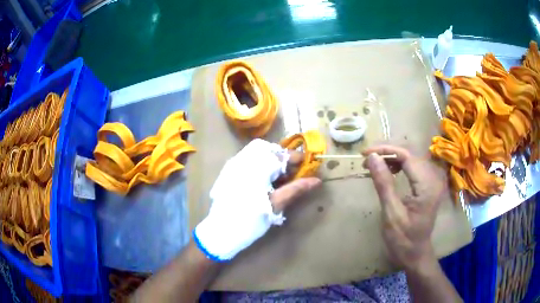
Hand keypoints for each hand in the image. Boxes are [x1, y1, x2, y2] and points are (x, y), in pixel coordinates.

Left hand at [194, 139, 320, 261]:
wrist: (221, 232)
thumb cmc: (250, 219)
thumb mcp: (276, 204)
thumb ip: (295, 189)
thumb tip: (316, 180)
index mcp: (256, 167)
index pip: (281, 154)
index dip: (296, 158)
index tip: (307, 165)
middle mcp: (243, 160)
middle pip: (268, 149)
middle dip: (282, 158)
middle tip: (291, 172)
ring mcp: (234, 165)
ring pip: (257, 153)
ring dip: (271, 161)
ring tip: (279, 178)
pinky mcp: (229, 172)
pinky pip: (247, 160)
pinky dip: (260, 165)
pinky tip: (264, 180)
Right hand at [363, 145, 443, 269]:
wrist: (415, 255)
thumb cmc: (403, 240)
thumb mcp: (391, 213)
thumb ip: (384, 183)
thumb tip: (372, 157)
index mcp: (427, 186)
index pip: (407, 156)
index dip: (385, 151)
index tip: (365, 153)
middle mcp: (433, 179)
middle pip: (410, 155)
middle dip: (387, 154)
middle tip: (367, 160)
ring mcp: (432, 182)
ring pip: (411, 160)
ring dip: (392, 159)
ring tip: (375, 164)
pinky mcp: (428, 186)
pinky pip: (413, 169)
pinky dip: (399, 166)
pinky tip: (389, 170)